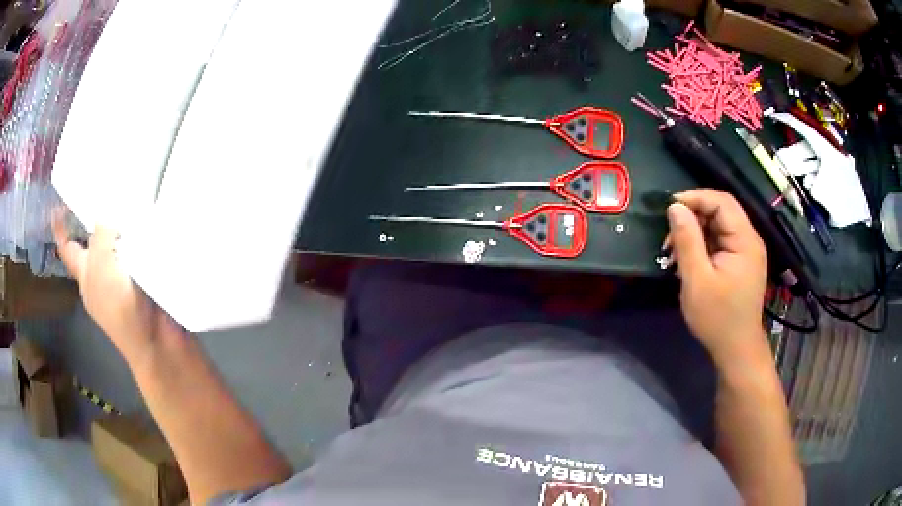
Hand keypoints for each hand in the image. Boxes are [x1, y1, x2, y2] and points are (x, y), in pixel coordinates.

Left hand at [52, 210, 177, 367]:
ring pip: (119, 244)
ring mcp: (124, 279)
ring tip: (132, 204)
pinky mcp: (145, 280)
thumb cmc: (122, 311)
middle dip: (99, 219)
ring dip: (124, 227)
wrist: (158, 343)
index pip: (69, 249)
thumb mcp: (102, 270)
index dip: (61, 229)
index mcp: (86, 277)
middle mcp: (102, 276)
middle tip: (107, 193)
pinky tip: (151, 228)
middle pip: (95, 241)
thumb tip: (107, 219)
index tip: (59, 206)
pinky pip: (140, 251)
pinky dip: (143, 238)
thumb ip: (101, 238)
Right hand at [666, 189, 768, 363]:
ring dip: (695, 232)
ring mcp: (746, 251)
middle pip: (721, 211)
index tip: (669, 208)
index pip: (722, 201)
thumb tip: (674, 206)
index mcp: (745, 240)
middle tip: (669, 237)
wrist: (735, 349)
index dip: (695, 198)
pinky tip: (687, 260)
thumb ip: (687, 240)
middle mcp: (749, 240)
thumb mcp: (697, 279)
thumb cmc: (717, 317)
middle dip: (692, 217)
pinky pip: (720, 241)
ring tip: (674, 252)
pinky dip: (702, 245)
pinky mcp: (740, 262)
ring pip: (718, 226)